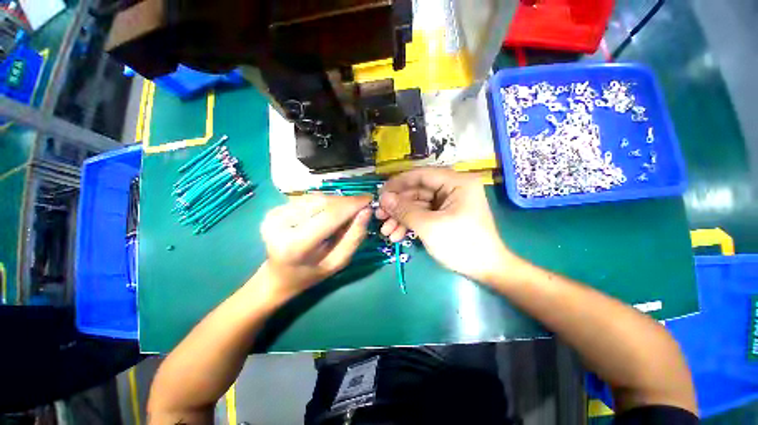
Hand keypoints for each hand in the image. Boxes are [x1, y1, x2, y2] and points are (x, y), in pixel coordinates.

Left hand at [260, 194, 372, 298]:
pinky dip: (324, 203)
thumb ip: (354, 237)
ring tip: (345, 212)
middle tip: (360, 207)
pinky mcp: (274, 209)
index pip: (330, 215)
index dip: (352, 205)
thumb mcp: (338, 261)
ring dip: (336, 202)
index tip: (369, 199)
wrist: (278, 275)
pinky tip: (328, 212)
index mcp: (295, 245)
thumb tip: (367, 210)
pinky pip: (308, 199)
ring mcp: (274, 214)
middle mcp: (279, 225)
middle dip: (346, 202)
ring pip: (316, 198)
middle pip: (323, 203)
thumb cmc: (311, 273)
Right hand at [376, 168, 516, 282]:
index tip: (380, 193)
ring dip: (401, 218)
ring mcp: (448, 203)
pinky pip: (423, 215)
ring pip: (418, 205)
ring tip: (385, 231)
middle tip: (379, 216)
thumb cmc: (461, 244)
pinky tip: (396, 235)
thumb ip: (404, 210)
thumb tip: (383, 198)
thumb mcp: (429, 226)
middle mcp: (453, 188)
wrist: (486, 270)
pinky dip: (410, 224)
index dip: (398, 183)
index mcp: (456, 182)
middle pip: (417, 192)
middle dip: (397, 206)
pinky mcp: (445, 215)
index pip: (421, 175)